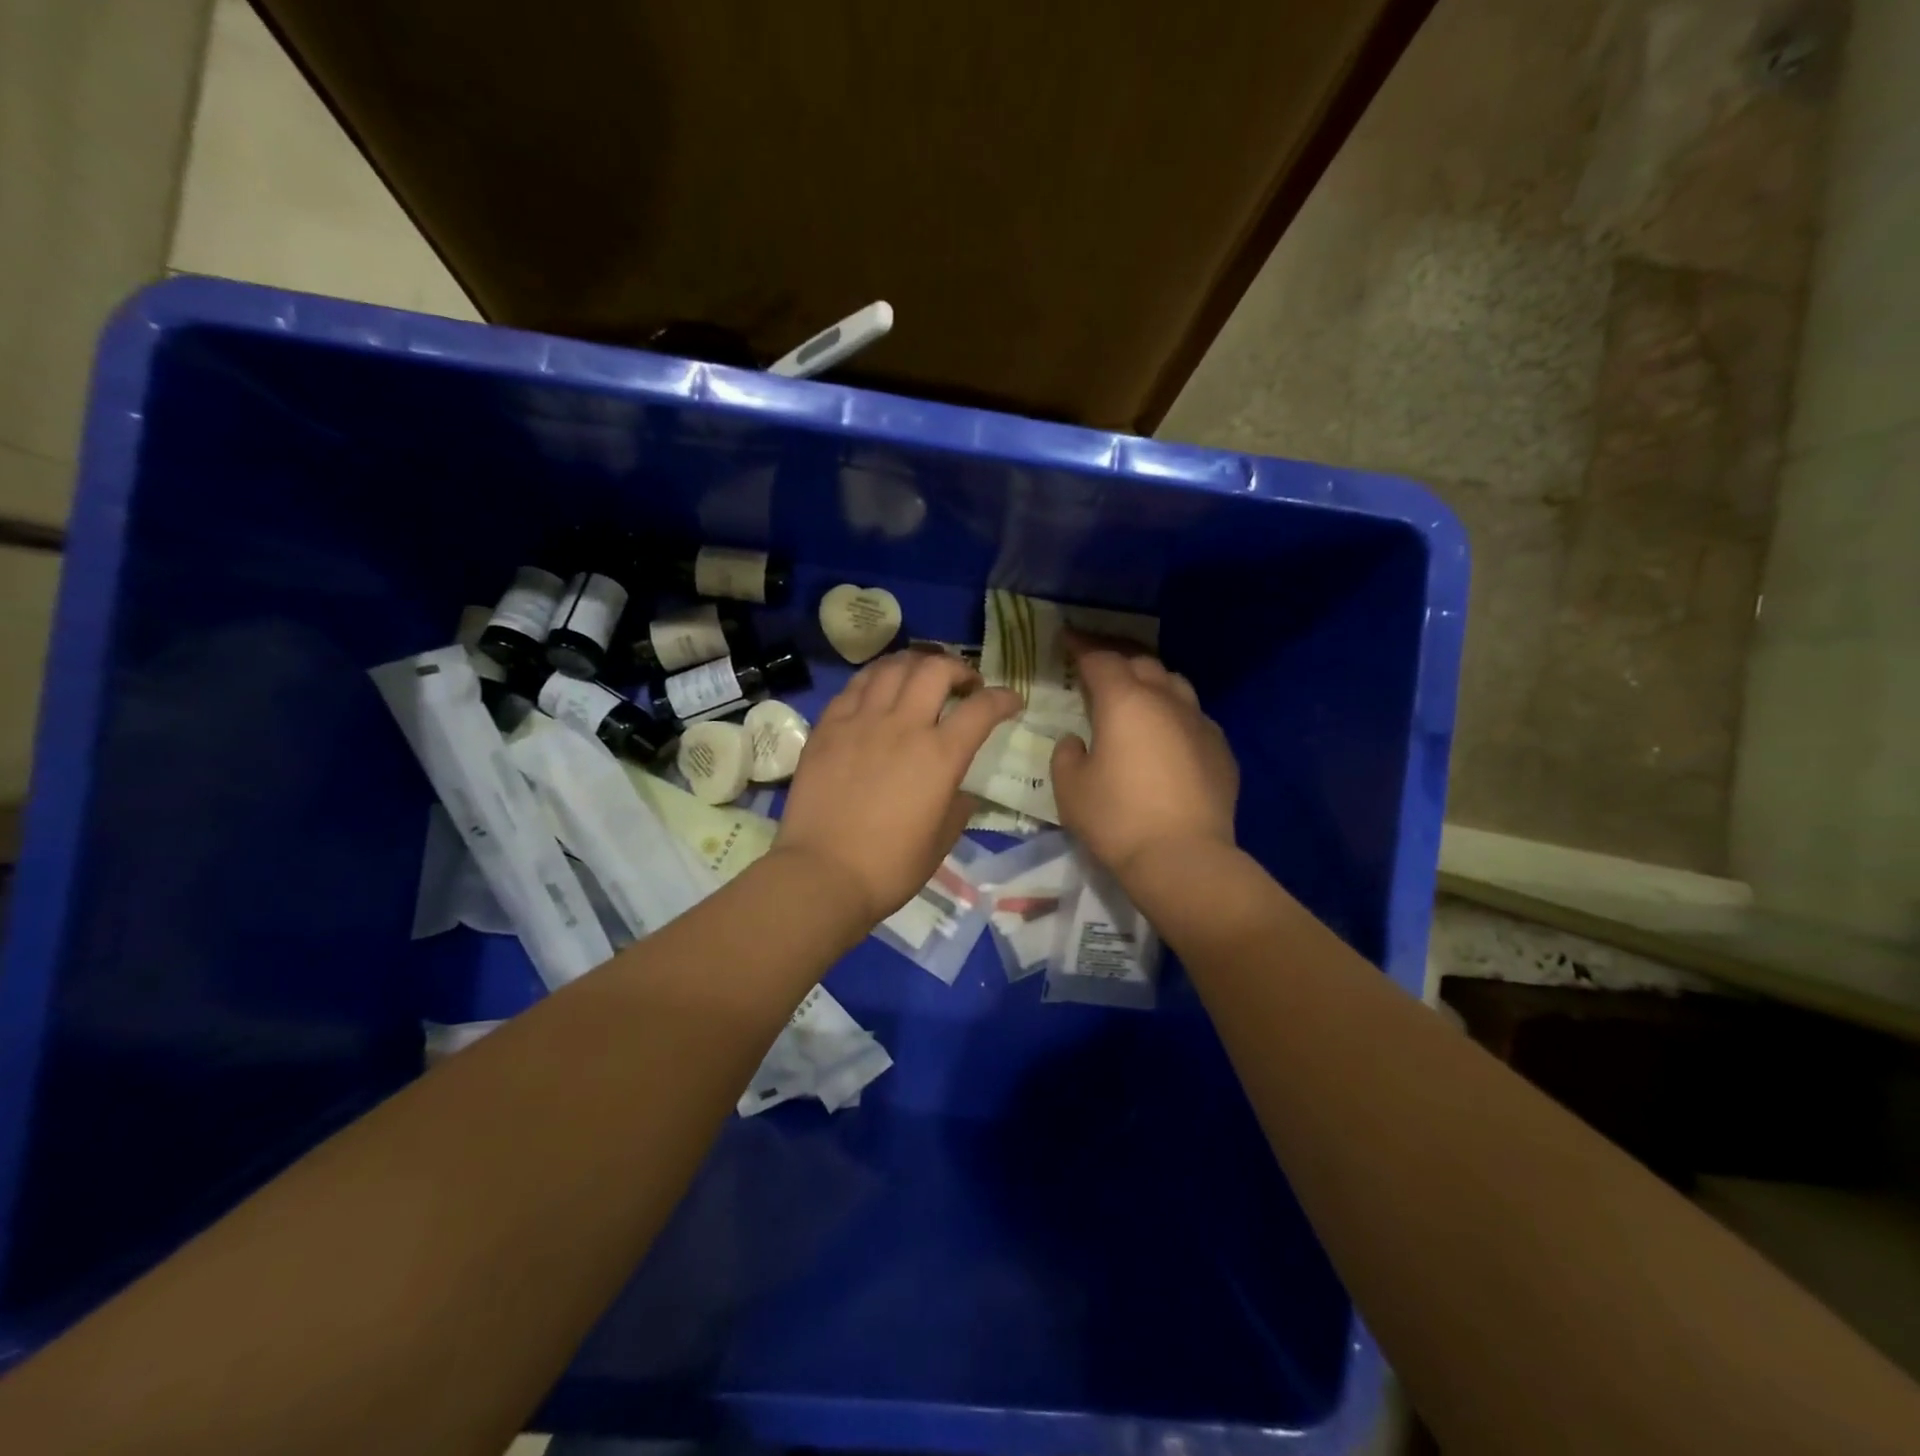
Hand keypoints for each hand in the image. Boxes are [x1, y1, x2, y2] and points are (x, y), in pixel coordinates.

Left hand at [775, 651, 1021, 924]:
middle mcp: (903, 726)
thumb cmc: (890, 867)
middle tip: (964, 684)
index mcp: (940, 756)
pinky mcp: (828, 727)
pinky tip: (879, 691)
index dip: (1003, 698)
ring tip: (921, 676)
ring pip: (892, 668)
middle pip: (935, 669)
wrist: (822, 874)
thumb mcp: (942, 841)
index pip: (982, 708)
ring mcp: (861, 721)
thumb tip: (959, 790)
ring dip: (915, 664)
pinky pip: (855, 686)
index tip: (1011, 701)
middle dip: (958, 668)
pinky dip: (876, 679)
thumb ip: (957, 806)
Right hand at [1051, 632, 1238, 882]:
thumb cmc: (1117, 819)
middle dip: (1117, 661)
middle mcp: (1166, 701)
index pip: (1100, 659)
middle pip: (1141, 664)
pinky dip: (1174, 716)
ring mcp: (1200, 723)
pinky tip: (1167, 738)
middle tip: (1097, 669)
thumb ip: (1067, 753)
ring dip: (1151, 683)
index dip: (1081, 647)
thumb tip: (1078, 739)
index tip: (1067, 639)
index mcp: (1125, 702)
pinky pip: (1194, 718)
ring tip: (1135, 697)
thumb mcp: (1070, 788)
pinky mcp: (1221, 749)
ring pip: (1175, 685)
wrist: (1184, 858)